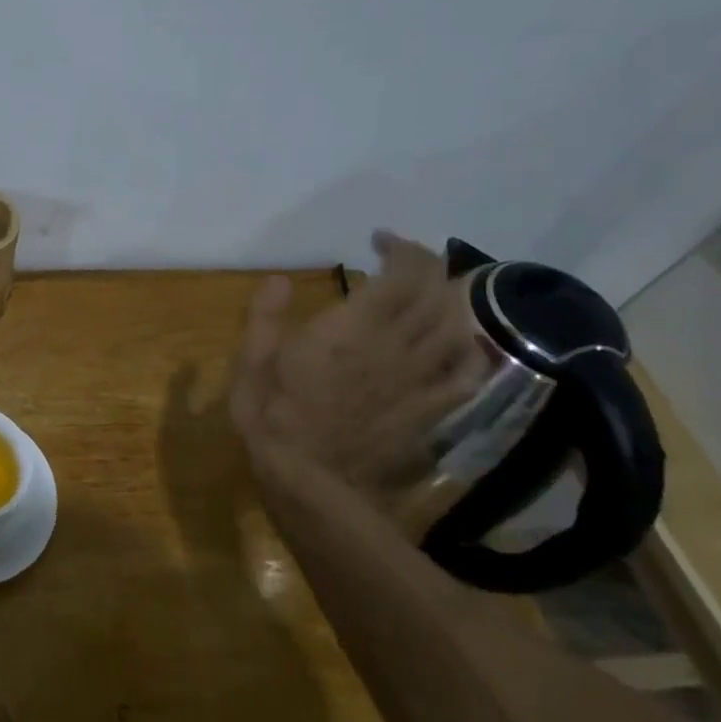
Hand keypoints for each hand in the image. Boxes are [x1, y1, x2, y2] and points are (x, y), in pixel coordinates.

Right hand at [229, 232, 488, 515]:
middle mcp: (397, 345)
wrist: (308, 479)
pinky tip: (456, 343)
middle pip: (437, 292)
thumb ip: (266, 316)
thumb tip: (278, 280)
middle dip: (427, 267)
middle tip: (403, 263)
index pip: (403, 272)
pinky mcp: (432, 409)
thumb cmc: (273, 415)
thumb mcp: (252, 360)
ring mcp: (420, 378)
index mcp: (354, 327)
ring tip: (429, 295)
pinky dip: (468, 348)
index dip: (401, 248)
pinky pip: (467, 371)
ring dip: (449, 300)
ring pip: (457, 326)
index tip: (379, 242)